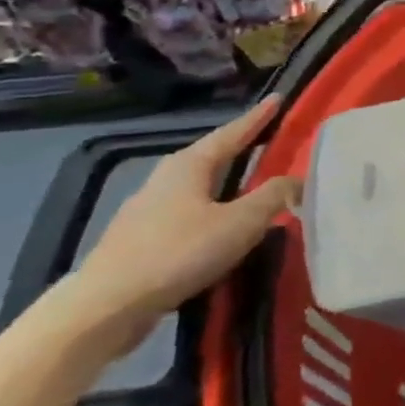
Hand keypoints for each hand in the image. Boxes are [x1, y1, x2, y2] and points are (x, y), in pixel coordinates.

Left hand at [68, 97, 297, 343]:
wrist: (106, 307)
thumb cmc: (179, 253)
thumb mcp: (240, 223)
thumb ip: (273, 196)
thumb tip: (298, 179)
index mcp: (189, 165)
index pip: (232, 132)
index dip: (258, 117)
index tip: (277, 98)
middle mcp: (166, 179)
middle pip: (211, 156)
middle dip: (239, 147)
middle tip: (267, 139)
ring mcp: (148, 209)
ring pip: (197, 185)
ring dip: (224, 181)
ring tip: (250, 182)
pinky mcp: (141, 239)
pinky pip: (187, 212)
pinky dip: (211, 209)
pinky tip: (220, 225)